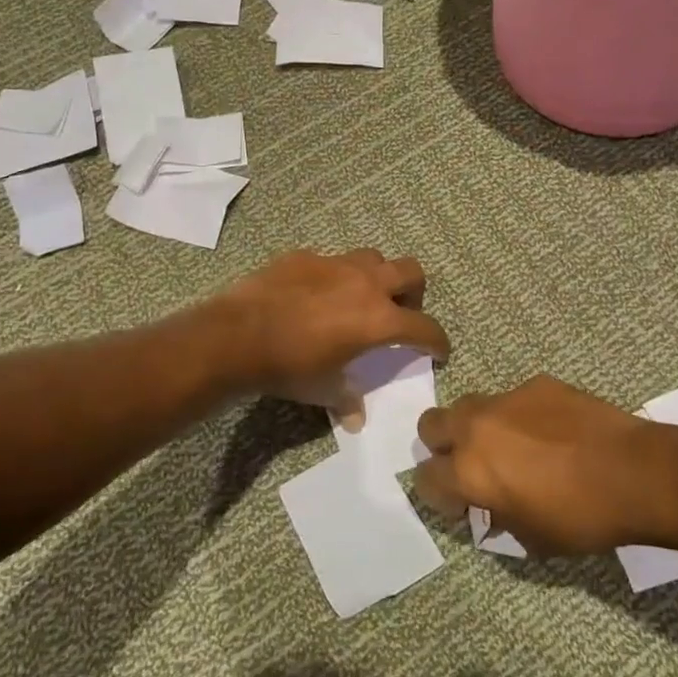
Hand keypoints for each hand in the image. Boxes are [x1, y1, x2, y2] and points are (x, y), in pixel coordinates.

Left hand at [214, 249, 449, 419]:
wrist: (238, 335)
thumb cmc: (290, 367)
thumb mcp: (323, 389)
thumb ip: (346, 400)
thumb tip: (355, 420)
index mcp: (378, 319)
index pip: (424, 327)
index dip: (438, 341)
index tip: (439, 350)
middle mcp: (365, 283)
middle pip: (410, 272)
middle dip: (415, 292)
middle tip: (401, 313)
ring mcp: (334, 264)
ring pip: (373, 258)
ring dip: (376, 276)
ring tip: (360, 298)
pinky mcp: (304, 256)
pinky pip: (331, 261)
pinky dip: (333, 276)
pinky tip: (315, 295)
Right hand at [413, 376, 668, 554]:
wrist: (634, 472)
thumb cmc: (581, 518)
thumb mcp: (533, 539)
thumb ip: (499, 519)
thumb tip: (492, 508)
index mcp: (469, 470)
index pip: (425, 478)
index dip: (439, 494)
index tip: (462, 504)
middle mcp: (476, 427)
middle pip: (430, 425)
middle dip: (442, 446)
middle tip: (473, 466)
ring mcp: (506, 399)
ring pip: (470, 405)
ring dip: (479, 427)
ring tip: (513, 447)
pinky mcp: (537, 384)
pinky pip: (514, 398)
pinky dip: (522, 416)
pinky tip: (553, 433)